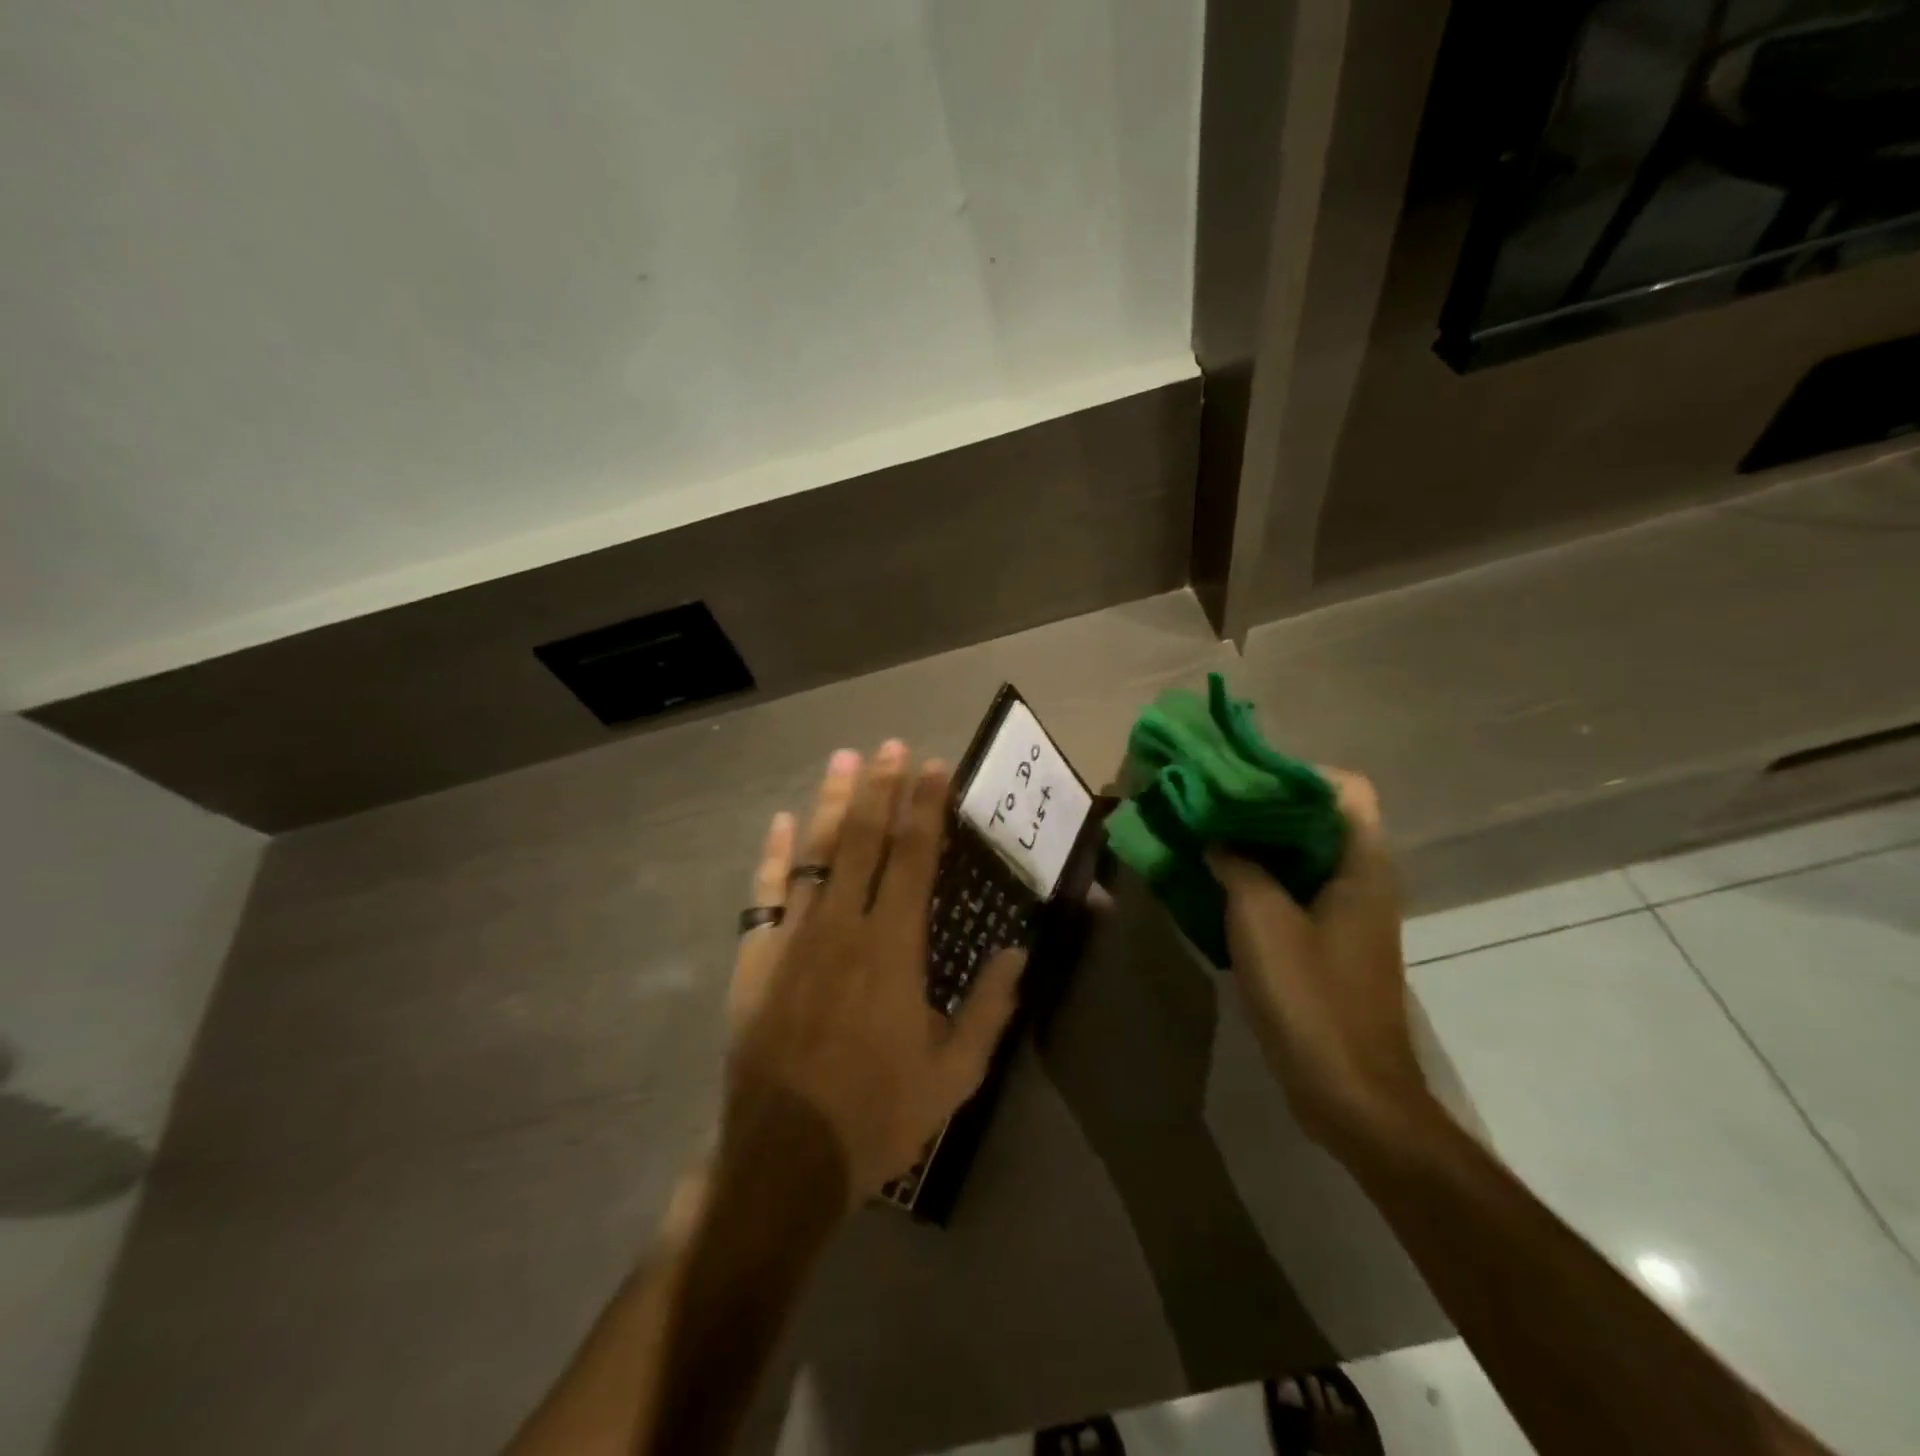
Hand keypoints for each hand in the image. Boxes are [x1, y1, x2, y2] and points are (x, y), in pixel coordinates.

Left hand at [724, 742, 1024, 1201]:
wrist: (784, 1158)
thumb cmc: (877, 1115)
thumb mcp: (953, 1074)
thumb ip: (989, 1009)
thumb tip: (1018, 952)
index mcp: (893, 948)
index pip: (914, 858)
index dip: (925, 808)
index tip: (933, 767)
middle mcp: (843, 928)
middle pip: (864, 841)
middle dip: (880, 788)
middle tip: (891, 744)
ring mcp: (794, 939)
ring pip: (816, 855)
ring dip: (832, 804)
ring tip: (843, 760)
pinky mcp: (756, 959)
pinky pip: (766, 894)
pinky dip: (774, 856)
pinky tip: (781, 823)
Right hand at [1208, 770, 1433, 1152]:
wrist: (1350, 1092)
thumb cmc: (1310, 997)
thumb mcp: (1261, 920)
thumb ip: (1237, 865)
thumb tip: (1215, 836)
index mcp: (1361, 864)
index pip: (1344, 788)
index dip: (1294, 773)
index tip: (1239, 778)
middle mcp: (1363, 878)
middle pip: (1319, 817)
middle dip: (1264, 804)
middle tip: (1210, 801)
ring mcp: (1348, 912)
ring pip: (1303, 853)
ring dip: (1258, 841)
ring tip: (1206, 834)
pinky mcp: (1330, 940)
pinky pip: (1295, 888)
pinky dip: (1260, 876)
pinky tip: (1218, 882)